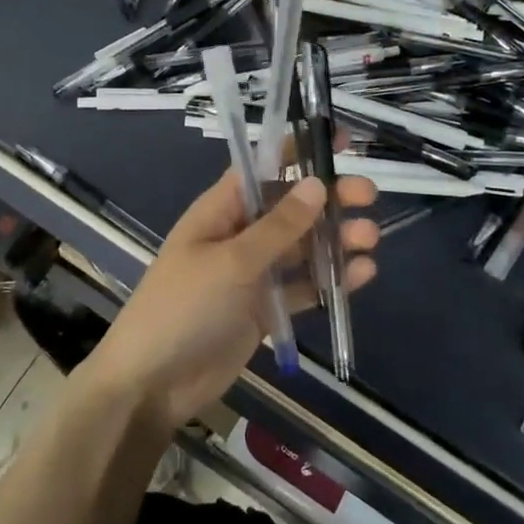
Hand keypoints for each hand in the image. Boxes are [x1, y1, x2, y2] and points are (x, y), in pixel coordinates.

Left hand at [84, 171, 378, 429]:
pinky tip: (361, 274)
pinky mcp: (265, 310)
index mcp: (220, 211)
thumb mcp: (232, 261)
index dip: (298, 151)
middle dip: (329, 199)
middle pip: (291, 208)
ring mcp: (252, 275)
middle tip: (368, 196)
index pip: (262, 169)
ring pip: (302, 248)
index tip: (340, 141)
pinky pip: (302, 287)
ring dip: (336, 240)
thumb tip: (316, 184)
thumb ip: (278, 226)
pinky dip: (329, 280)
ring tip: (370, 239)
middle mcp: (239, 236)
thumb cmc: (184, 308)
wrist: (153, 382)